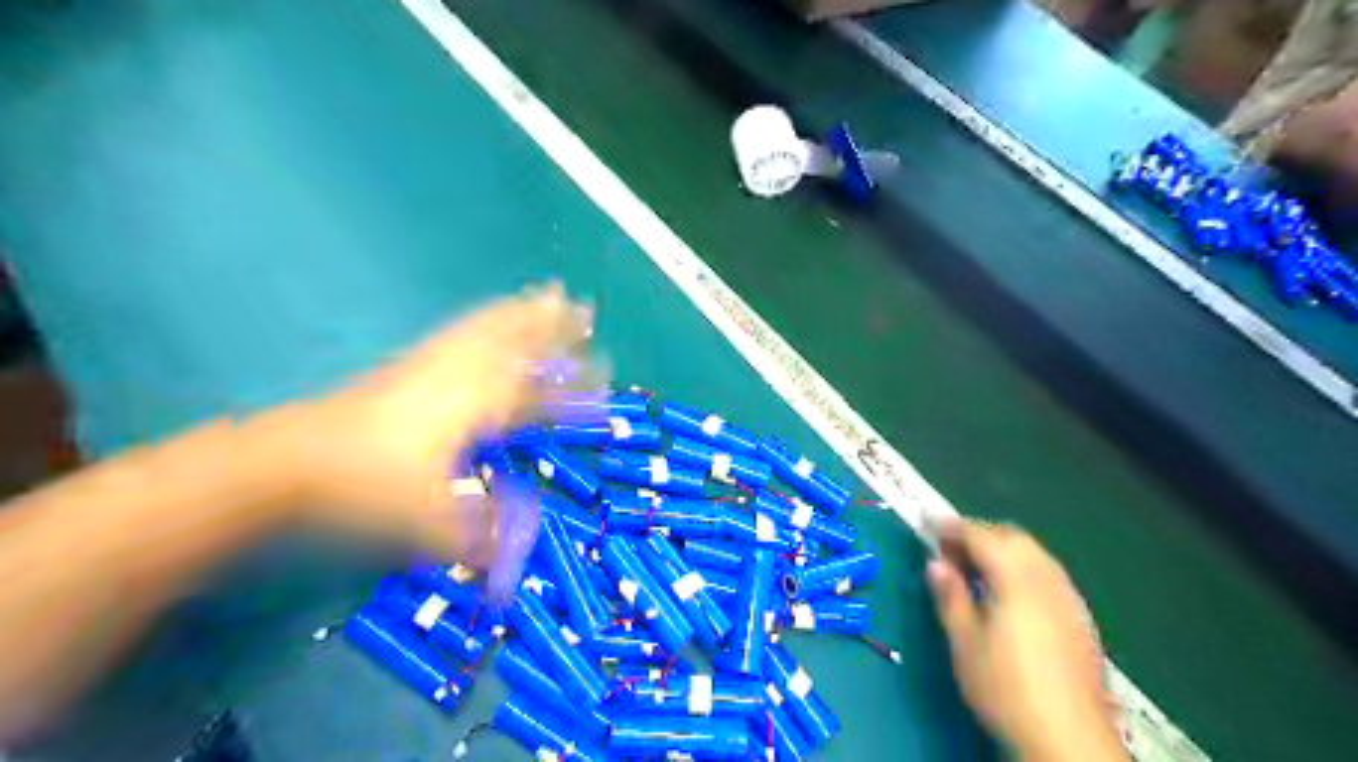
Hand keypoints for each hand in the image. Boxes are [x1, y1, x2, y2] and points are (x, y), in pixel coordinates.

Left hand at [270, 286, 596, 570]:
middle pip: (519, 342)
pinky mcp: (410, 363)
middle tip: (585, 309)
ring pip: (492, 328)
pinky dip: (487, 317)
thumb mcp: (429, 523)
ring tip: (549, 294)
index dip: (573, 387)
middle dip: (555, 325)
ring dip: (525, 312)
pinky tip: (490, 318)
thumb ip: (478, 541)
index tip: (604, 377)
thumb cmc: (367, 487)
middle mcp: (463, 376)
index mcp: (477, 407)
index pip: (539, 392)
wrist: (289, 460)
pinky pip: (462, 330)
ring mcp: (434, 364)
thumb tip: (512, 571)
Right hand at [928, 518, 1129, 761]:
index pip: (982, 537)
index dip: (953, 527)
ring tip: (975, 569)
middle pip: (1013, 537)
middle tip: (950, 549)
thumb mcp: (965, 644)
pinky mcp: (1080, 618)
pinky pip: (1047, 573)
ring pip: (1034, 553)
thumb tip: (936, 564)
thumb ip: (950, 597)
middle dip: (980, 533)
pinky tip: (1008, 593)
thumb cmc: (1006, 690)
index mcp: (1016, 581)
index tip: (929, 525)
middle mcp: (1047, 580)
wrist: (1070, 740)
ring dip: (1002, 548)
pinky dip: (1022, 567)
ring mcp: (1068, 598)